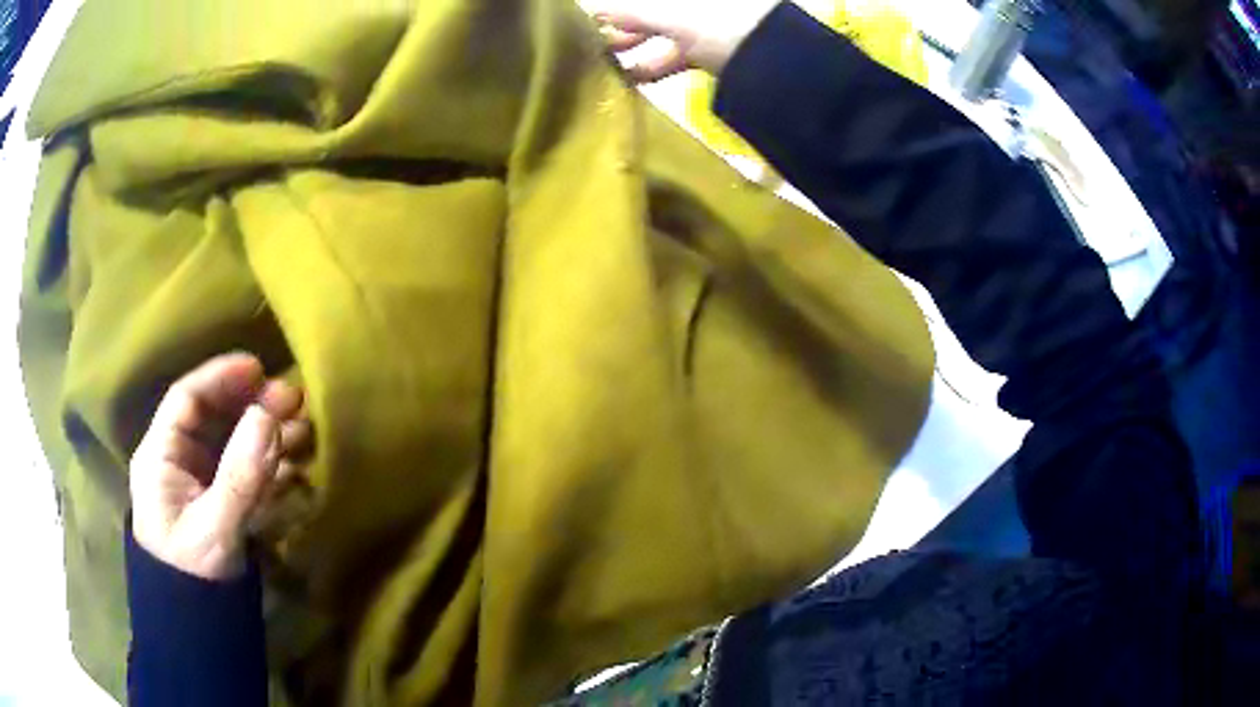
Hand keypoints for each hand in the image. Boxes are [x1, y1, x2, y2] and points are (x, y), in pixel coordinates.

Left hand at [129, 353, 311, 580]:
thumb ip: (240, 476)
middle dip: (252, 406)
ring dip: (268, 436)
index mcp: (161, 456)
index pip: (187, 400)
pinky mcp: (221, 506)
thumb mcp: (214, 528)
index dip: (221, 377)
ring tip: (304, 434)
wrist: (197, 627)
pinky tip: (296, 472)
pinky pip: (246, 475)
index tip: (260, 369)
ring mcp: (201, 485)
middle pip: (214, 418)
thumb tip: (267, 417)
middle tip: (293, 402)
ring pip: (233, 445)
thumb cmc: (193, 573)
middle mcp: (179, 462)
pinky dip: (271, 469)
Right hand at [592, 0, 780, 81]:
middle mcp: (704, 3)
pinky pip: (678, 53)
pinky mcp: (718, 52)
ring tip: (605, 64)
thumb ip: (628, 9)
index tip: (594, 17)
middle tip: (594, 39)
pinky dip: (655, 64)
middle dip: (623, 22)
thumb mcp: (671, 14)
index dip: (622, 5)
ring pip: (665, 31)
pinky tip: (630, 78)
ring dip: (634, 46)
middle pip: (656, 8)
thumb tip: (590, 8)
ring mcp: (714, 24)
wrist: (781, 71)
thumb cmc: (724, 24)